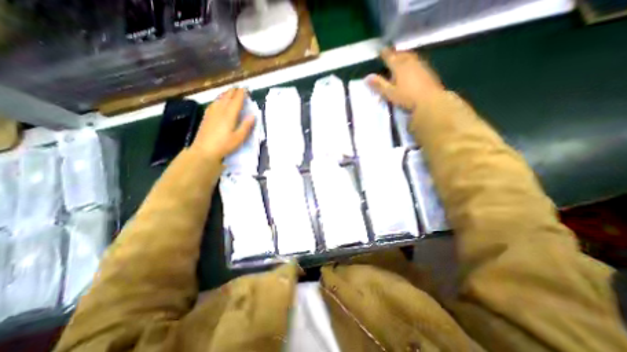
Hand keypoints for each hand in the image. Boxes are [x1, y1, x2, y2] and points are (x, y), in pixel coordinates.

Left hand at [191, 88, 253, 158]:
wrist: (204, 150)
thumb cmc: (224, 145)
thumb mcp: (239, 138)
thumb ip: (246, 126)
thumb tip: (253, 115)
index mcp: (229, 115)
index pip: (236, 101)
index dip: (241, 94)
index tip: (245, 88)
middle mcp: (220, 110)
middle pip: (227, 97)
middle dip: (233, 91)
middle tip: (239, 88)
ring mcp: (212, 112)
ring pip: (219, 99)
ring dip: (225, 93)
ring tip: (230, 91)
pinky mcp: (206, 116)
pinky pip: (213, 103)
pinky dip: (218, 99)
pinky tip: (218, 101)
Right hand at [369, 48, 445, 109]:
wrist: (430, 100)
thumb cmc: (407, 97)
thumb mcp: (389, 93)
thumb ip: (379, 84)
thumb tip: (366, 78)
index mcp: (399, 66)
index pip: (390, 56)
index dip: (384, 53)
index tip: (380, 50)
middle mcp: (410, 62)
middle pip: (401, 54)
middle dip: (395, 54)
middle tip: (390, 55)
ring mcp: (420, 65)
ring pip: (410, 57)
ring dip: (404, 56)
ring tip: (400, 59)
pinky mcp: (427, 70)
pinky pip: (417, 61)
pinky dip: (411, 62)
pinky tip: (411, 68)